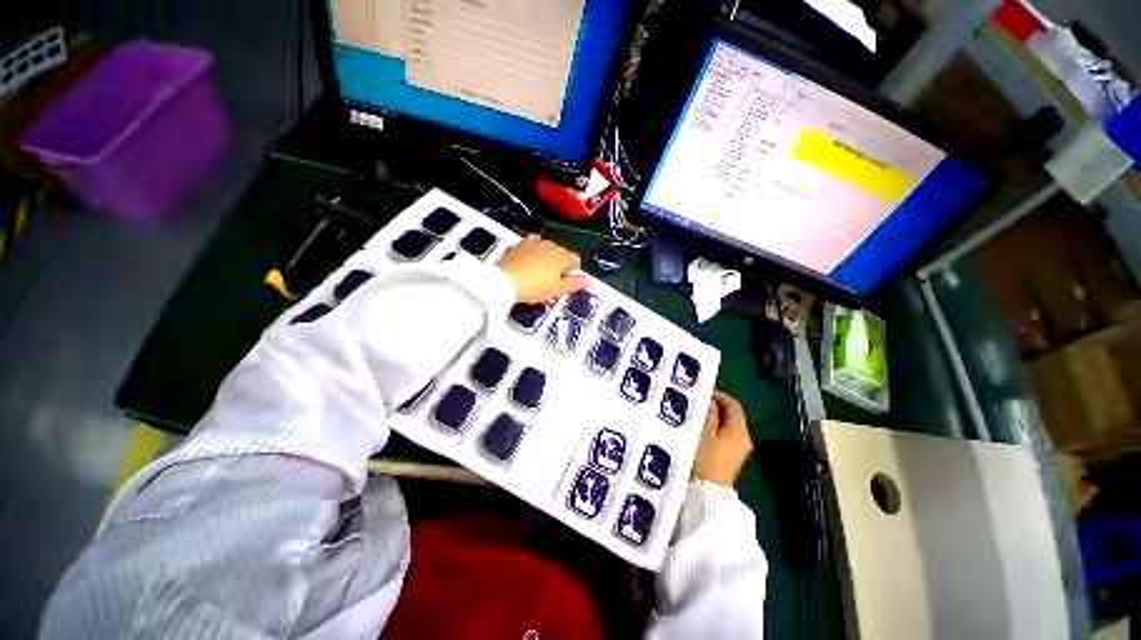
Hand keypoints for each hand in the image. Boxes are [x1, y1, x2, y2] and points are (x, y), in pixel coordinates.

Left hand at [498, 235, 590, 302]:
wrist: (504, 281)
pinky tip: (530, 260)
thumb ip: (575, 284)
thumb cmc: (532, 287)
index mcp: (562, 256)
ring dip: (548, 257)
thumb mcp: (557, 290)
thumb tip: (589, 281)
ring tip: (540, 272)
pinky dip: (535, 250)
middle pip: (562, 253)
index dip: (573, 271)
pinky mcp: (521, 243)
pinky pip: (533, 244)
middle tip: (552, 280)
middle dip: (560, 264)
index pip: (576, 259)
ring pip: (548, 248)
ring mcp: (535, 242)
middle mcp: (550, 245)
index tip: (566, 280)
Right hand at [692, 392, 752, 486]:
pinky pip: (728, 436)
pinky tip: (704, 431)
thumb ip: (709, 414)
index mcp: (739, 430)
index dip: (721, 396)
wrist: (708, 492)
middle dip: (718, 407)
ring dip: (717, 419)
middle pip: (734, 415)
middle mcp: (744, 438)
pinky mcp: (734, 458)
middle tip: (699, 404)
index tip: (705, 394)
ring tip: (698, 416)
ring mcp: (740, 449)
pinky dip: (718, 430)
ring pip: (730, 426)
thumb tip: (711, 402)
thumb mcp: (703, 432)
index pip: (734, 405)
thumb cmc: (704, 459)